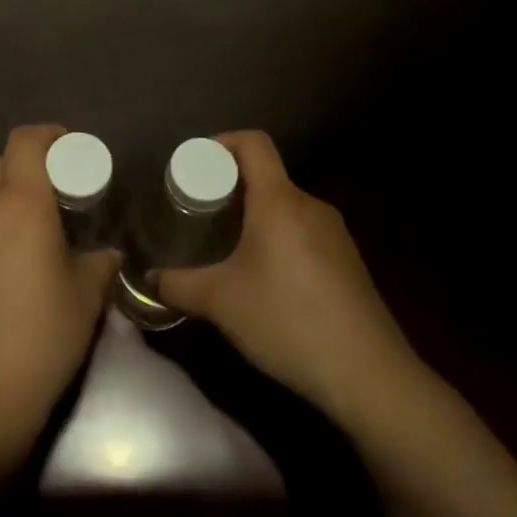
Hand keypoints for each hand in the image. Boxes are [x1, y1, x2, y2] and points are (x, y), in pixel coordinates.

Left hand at [0, 125, 120, 471]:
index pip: (26, 140)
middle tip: (51, 198)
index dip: (48, 135)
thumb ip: (99, 263)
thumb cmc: (40, 340)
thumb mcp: (85, 299)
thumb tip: (105, 254)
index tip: (68, 148)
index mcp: (19, 202)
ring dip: (0, 201)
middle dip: (25, 170)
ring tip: (23, 236)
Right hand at [157, 131, 427, 428]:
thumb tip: (148, 278)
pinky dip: (278, 239)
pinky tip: (265, 278)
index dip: (222, 142)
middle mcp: (310, 205)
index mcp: (280, 200)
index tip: (195, 164)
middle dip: (231, 188)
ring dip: (255, 217)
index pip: (253, 143)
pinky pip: (304, 231)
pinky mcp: (348, 261)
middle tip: (201, 212)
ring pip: (286, 207)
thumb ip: (178, 285)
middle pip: (267, 176)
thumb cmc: (287, 320)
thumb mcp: (221, 303)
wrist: (368, 374)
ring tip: (228, 246)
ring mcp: (335, 233)